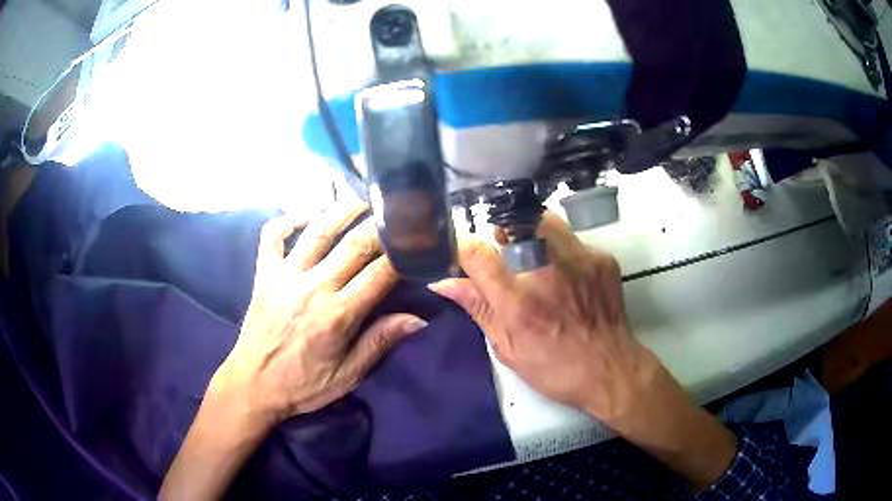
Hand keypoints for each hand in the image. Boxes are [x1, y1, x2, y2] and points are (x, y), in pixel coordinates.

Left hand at [162, 203, 424, 499]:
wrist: (252, 384)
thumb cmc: (302, 384)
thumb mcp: (347, 376)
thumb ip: (379, 343)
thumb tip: (418, 319)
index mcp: (337, 315)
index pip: (380, 274)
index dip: (403, 255)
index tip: (417, 243)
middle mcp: (313, 287)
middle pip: (354, 244)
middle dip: (380, 226)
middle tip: (397, 214)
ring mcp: (285, 275)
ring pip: (318, 230)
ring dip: (343, 210)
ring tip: (362, 200)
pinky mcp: (264, 272)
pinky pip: (274, 234)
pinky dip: (290, 218)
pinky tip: (308, 214)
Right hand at [431, 212, 652, 425]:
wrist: (608, 369)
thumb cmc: (554, 367)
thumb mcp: (507, 347)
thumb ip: (477, 308)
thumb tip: (443, 283)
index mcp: (517, 300)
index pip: (476, 252)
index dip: (463, 248)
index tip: (466, 254)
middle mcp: (547, 271)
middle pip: (513, 222)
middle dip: (502, 231)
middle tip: (504, 251)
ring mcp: (579, 260)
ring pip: (545, 220)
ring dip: (532, 234)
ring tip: (535, 258)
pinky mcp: (601, 258)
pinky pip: (573, 240)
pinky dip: (562, 251)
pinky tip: (567, 275)